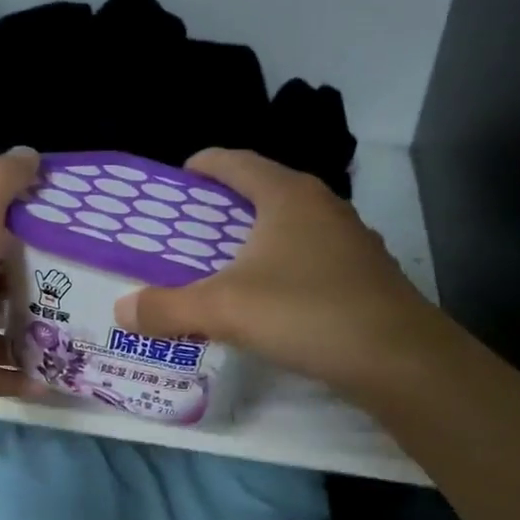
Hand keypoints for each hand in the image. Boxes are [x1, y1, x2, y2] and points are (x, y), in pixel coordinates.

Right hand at [116, 149, 434, 396]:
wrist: (397, 357)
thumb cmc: (304, 312)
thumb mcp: (222, 309)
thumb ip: (166, 308)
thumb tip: (122, 309)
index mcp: (286, 195)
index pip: (236, 161)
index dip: (203, 165)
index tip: (177, 180)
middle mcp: (322, 206)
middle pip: (263, 192)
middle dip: (224, 208)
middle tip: (189, 233)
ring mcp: (349, 240)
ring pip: (290, 228)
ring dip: (255, 241)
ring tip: (225, 269)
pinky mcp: (364, 275)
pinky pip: (310, 259)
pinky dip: (282, 268)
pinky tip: (270, 303)